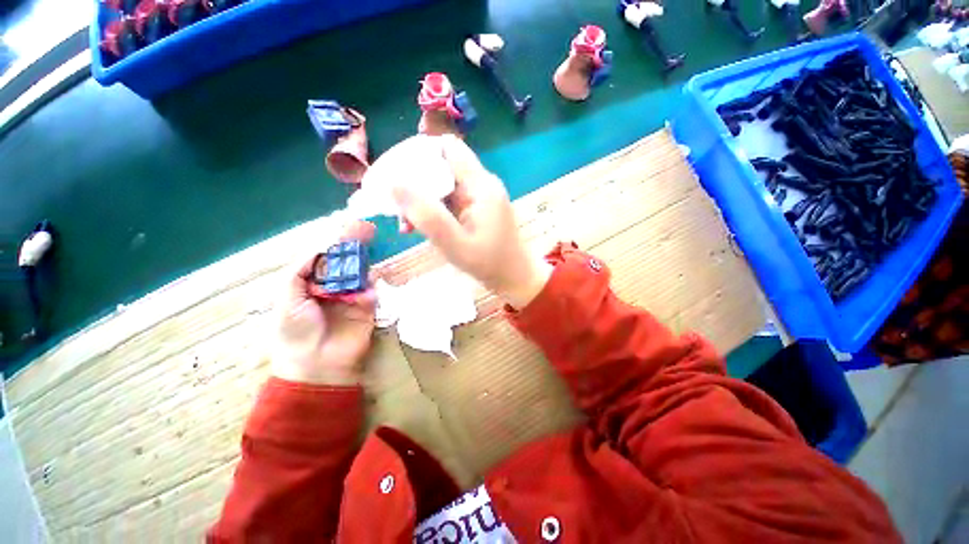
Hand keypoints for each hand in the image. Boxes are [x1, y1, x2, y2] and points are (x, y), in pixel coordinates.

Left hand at [271, 221, 376, 385]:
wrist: (317, 363)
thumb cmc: (295, 330)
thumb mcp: (287, 296)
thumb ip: (301, 269)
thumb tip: (320, 246)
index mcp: (311, 282)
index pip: (326, 257)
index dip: (336, 241)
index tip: (348, 225)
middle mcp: (333, 286)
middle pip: (347, 261)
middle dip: (356, 245)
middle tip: (368, 228)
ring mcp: (352, 296)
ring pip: (362, 273)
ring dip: (366, 262)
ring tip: (372, 248)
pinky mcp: (367, 308)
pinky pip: (371, 292)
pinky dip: (369, 288)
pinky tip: (364, 291)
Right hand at [393, 135, 550, 308]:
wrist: (515, 278)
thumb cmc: (489, 264)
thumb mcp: (456, 244)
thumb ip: (428, 216)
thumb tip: (395, 184)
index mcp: (480, 185)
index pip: (448, 148)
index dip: (419, 153)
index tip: (396, 172)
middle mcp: (481, 184)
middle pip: (442, 166)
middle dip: (415, 183)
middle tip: (397, 207)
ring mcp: (479, 196)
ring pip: (442, 185)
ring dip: (422, 200)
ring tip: (405, 223)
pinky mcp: (477, 208)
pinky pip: (449, 200)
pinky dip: (433, 210)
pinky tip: (420, 227)